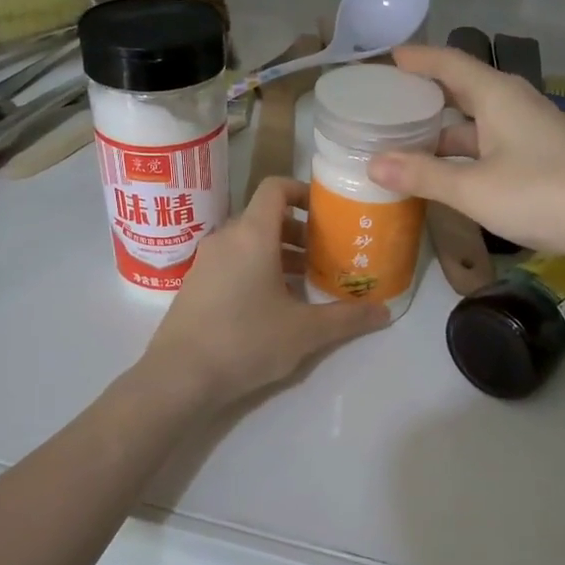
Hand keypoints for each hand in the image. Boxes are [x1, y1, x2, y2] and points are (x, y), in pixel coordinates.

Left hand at [142, 177, 387, 408]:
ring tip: (306, 281)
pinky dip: (256, 269)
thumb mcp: (305, 331)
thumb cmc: (246, 341)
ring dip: (279, 253)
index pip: (276, 188)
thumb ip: (347, 318)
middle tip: (327, 254)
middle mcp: (225, 238)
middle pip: (265, 217)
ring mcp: (205, 262)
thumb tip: (386, 312)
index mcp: (252, 234)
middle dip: (299, 231)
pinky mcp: (194, 285)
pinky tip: (273, 305)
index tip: (326, 212)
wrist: (179, 377)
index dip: (302, 191)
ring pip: (248, 242)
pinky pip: (231, 262)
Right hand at [367, 44, 564, 264]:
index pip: (449, 62)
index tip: (387, 59)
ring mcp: (532, 133)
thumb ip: (423, 175)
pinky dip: (465, 154)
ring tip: (405, 145)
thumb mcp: (474, 188)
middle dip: (426, 96)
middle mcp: (515, 105)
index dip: (417, 59)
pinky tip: (448, 175)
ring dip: (444, 132)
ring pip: (477, 123)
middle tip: (386, 106)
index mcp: (498, 96)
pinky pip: (492, 146)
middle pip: (463, 90)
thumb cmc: (543, 195)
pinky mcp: (543, 159)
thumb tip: (373, 163)